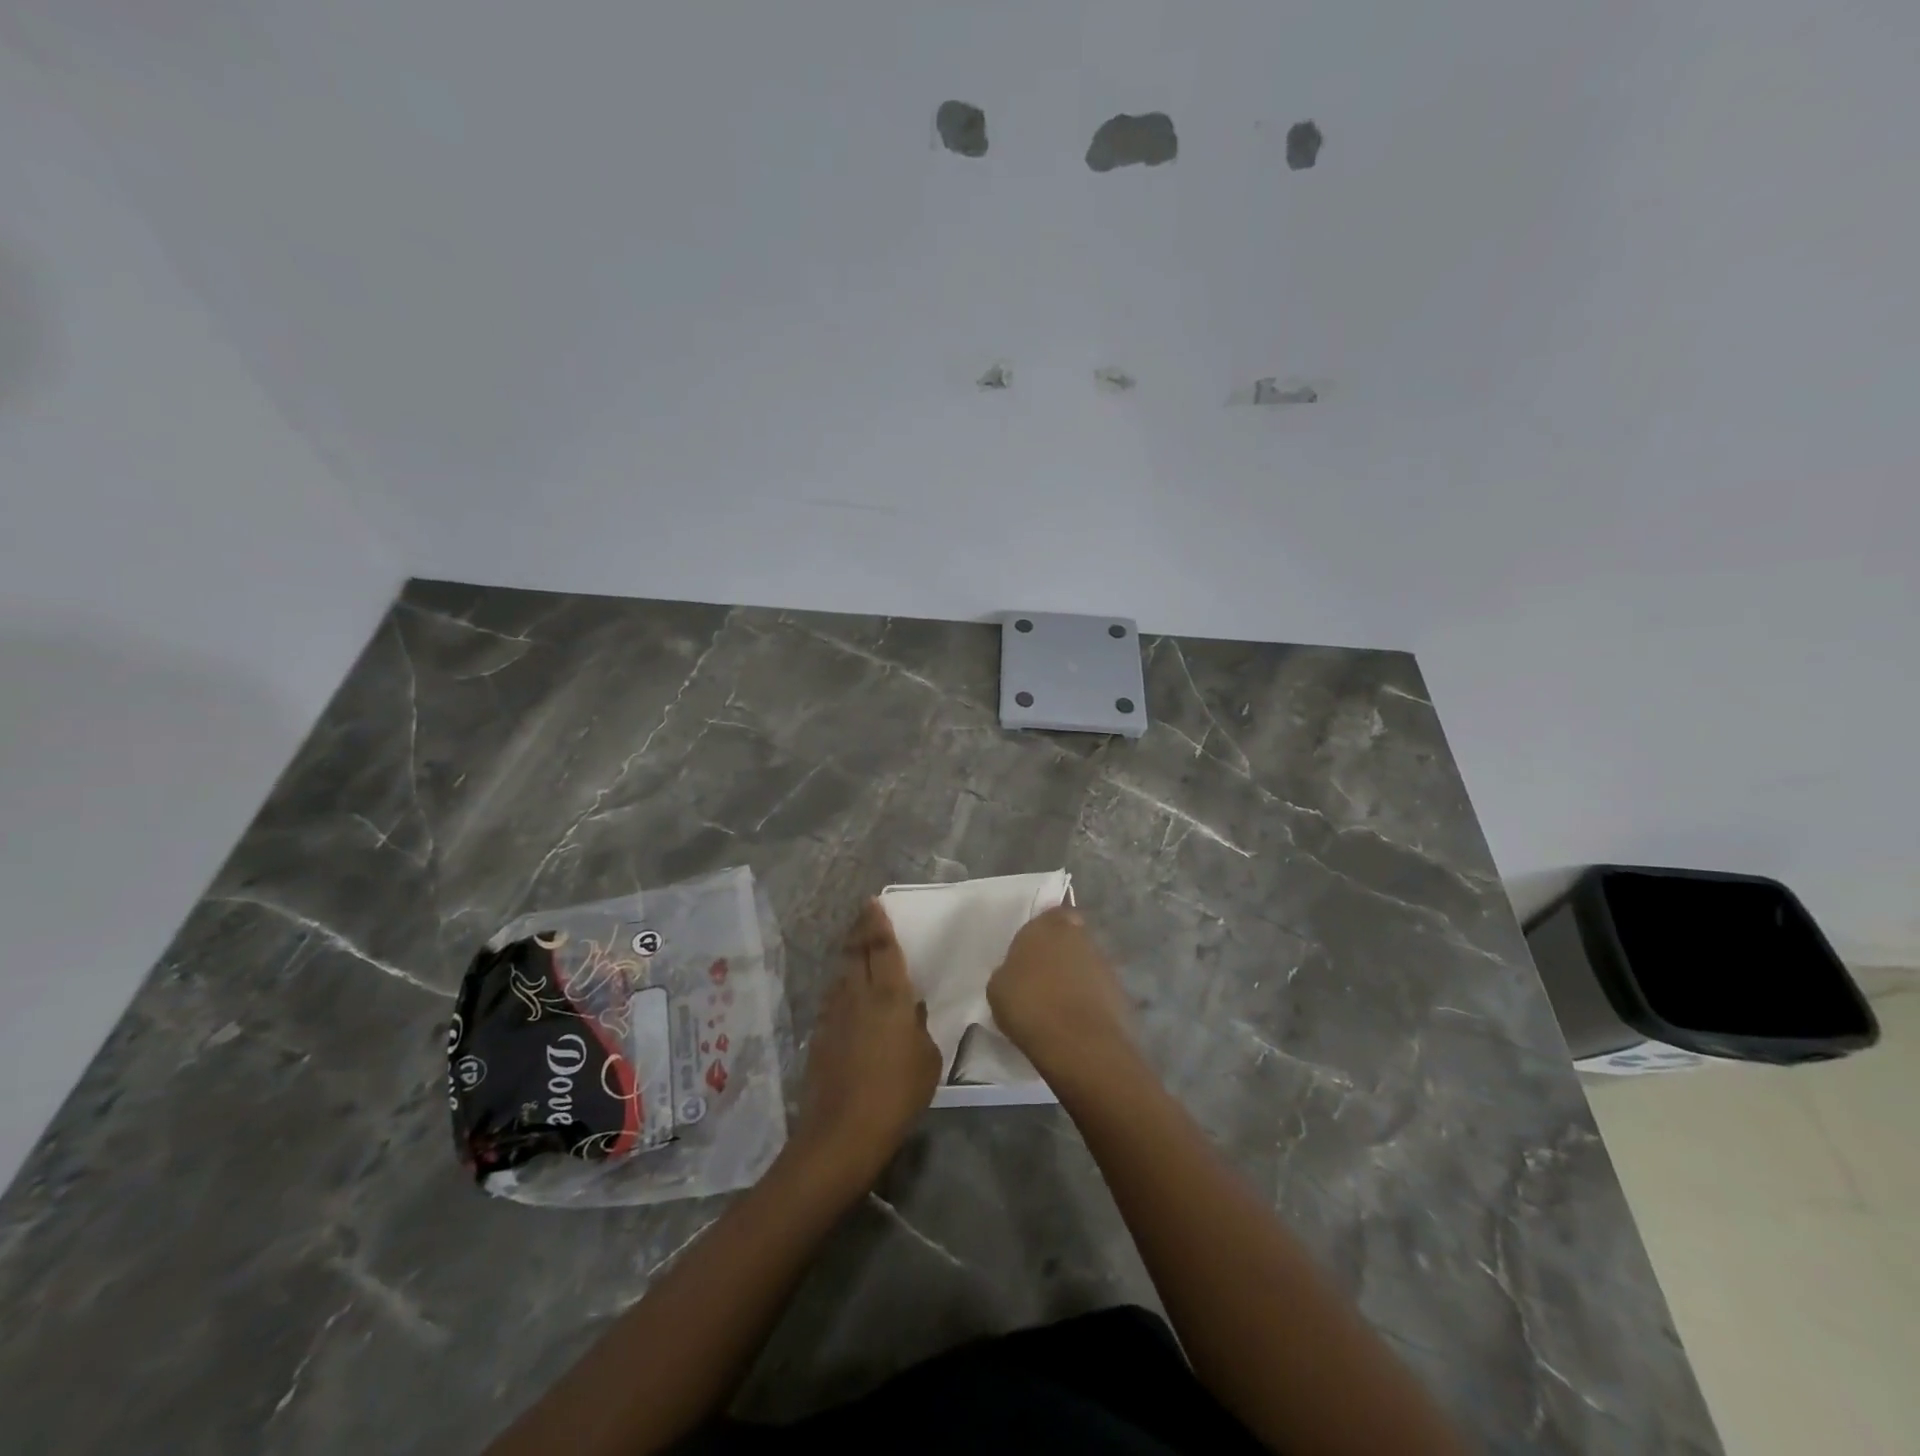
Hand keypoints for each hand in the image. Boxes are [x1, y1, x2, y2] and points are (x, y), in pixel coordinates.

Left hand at [790, 900, 940, 1193]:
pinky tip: (846, 997)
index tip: (874, 904)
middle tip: (864, 917)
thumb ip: (919, 1028)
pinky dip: (840, 989)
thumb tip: (911, 1011)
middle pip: (855, 952)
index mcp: (889, 995)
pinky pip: (832, 1000)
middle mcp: (857, 995)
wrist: (843, 1132)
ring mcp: (834, 1014)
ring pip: (840, 974)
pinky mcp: (819, 1036)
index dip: (878, 923)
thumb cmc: (897, 1094)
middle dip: (859, 931)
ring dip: (848, 958)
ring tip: (856, 951)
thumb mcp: (927, 1060)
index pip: (882, 947)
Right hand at [987, 906, 1134, 1081]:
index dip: (1043, 931)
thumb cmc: (1028, 1004)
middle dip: (1060, 953)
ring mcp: (1103, 963)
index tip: (1032, 951)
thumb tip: (1018, 974)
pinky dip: (1088, 1000)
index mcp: (1047, 925)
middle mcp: (1079, 935)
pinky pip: (1097, 990)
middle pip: (1070, 938)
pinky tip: (1073, 1021)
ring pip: (1085, 963)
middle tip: (1042, 978)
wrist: (1077, 1042)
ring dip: (1075, 978)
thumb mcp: (998, 986)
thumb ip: (1010, 970)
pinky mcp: (1119, 991)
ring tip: (1057, 1005)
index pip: (1050, 914)